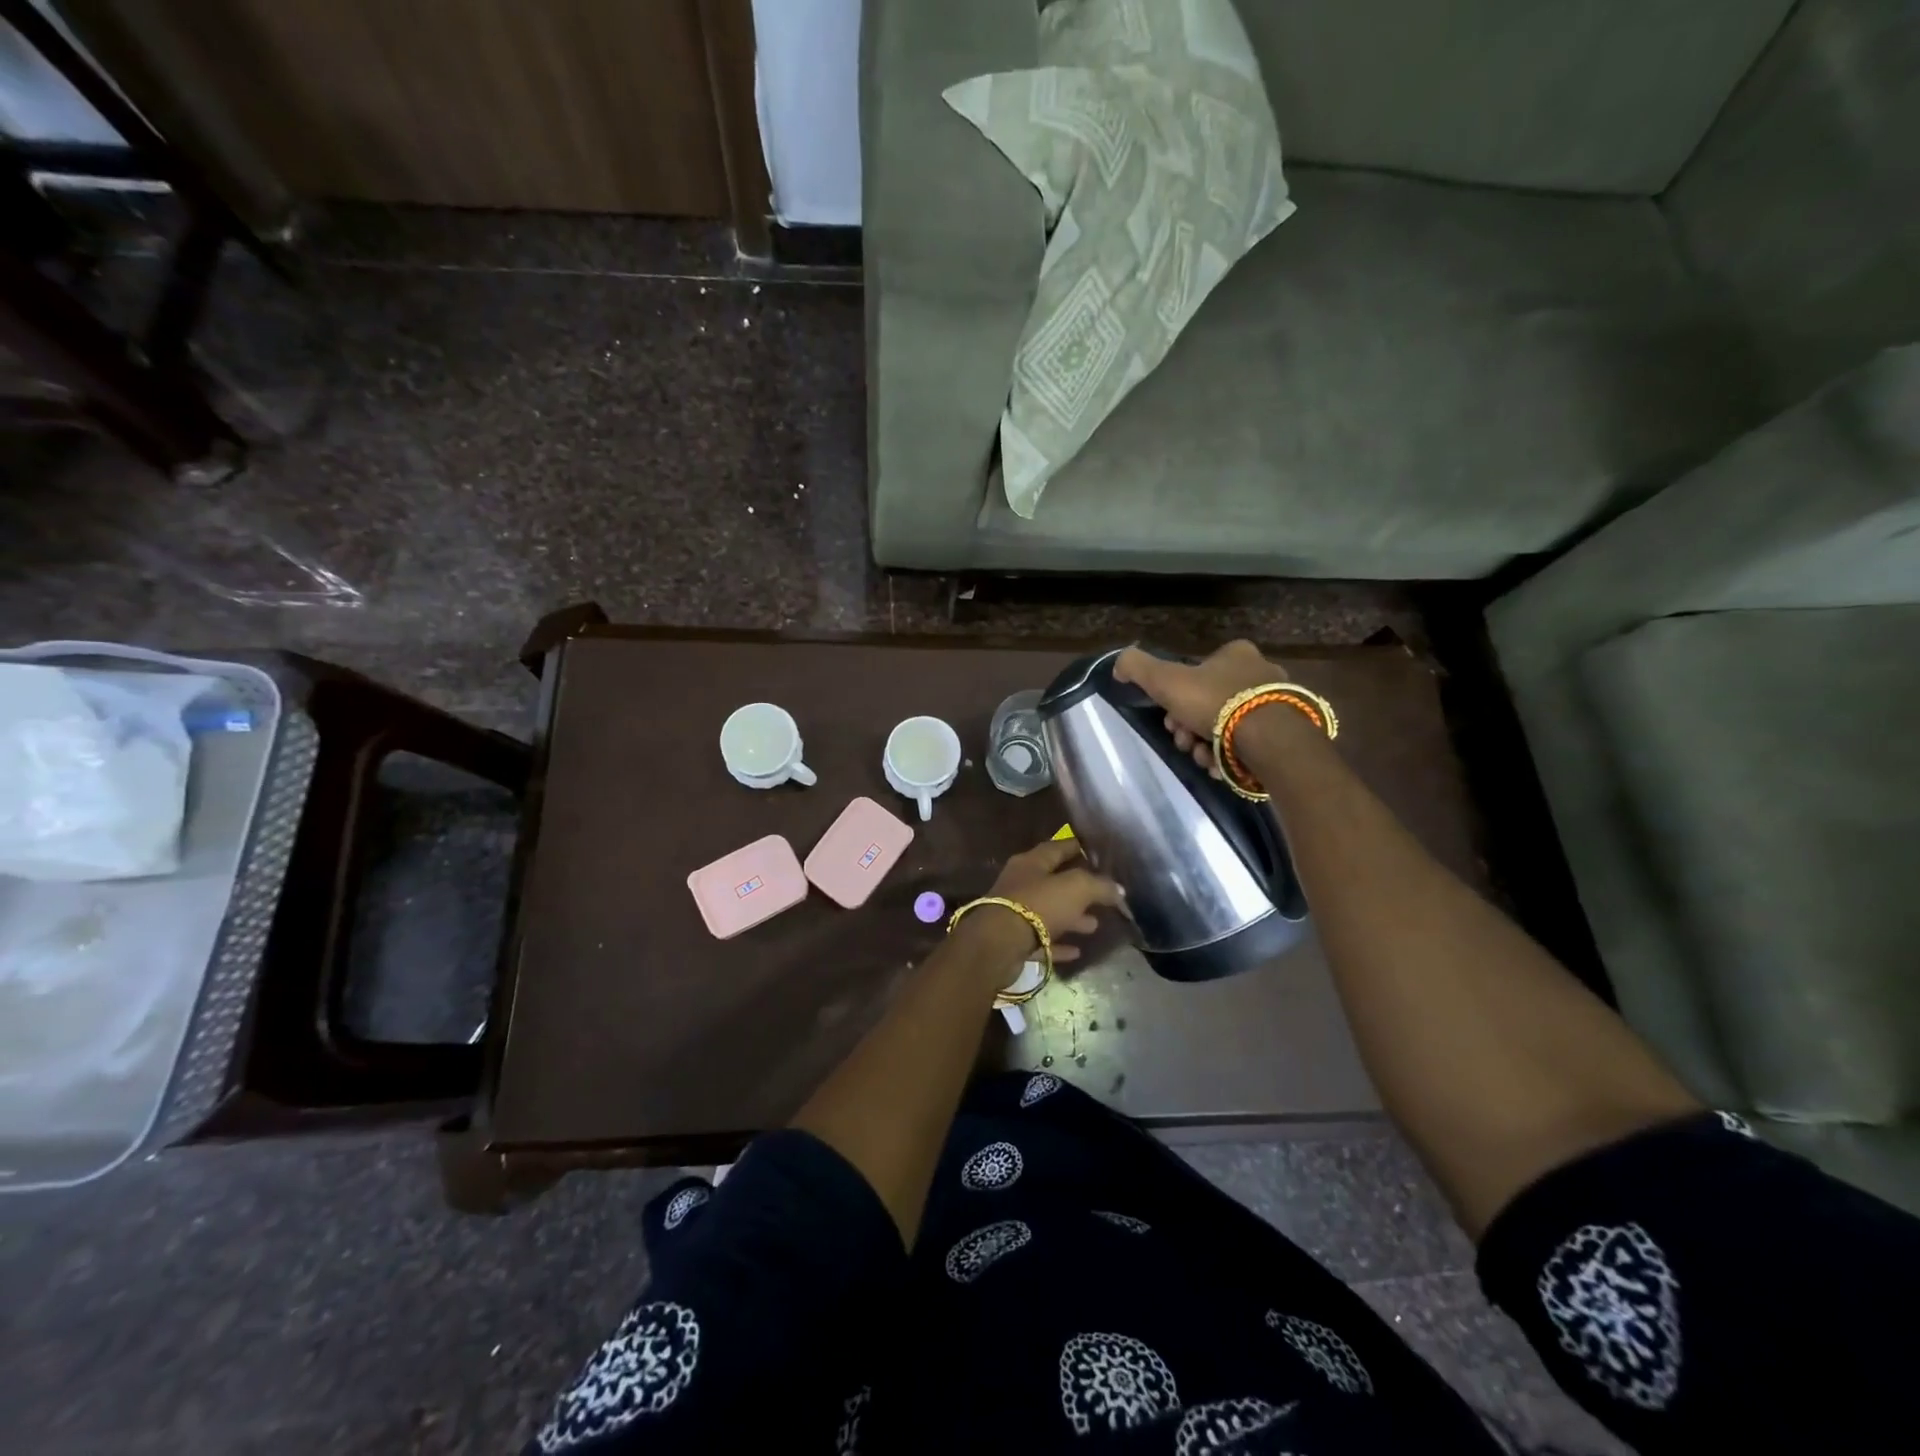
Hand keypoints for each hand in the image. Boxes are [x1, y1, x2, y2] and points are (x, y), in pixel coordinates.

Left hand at [960, 837, 1121, 967]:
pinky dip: (1059, 942)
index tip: (1097, 852)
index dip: (1078, 847)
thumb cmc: (1038, 904)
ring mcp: (1015, 911)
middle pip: (1054, 881)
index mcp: (1031, 862)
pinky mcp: (1014, 940)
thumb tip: (1119, 889)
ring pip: (1049, 911)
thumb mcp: (1076, 888)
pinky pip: (1042, 938)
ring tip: (1094, 924)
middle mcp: (1021, 882)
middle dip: (1078, 888)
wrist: (998, 944)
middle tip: (1102, 895)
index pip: (1058, 847)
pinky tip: (1077, 950)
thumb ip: (1099, 886)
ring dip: (1071, 917)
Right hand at [1113, 641, 1293, 773]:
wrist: (1268, 738)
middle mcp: (1261, 673)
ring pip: (1228, 727)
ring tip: (1202, 759)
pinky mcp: (1287, 734)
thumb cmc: (1215, 702)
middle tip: (1183, 741)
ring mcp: (1277, 704)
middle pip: (1210, 704)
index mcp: (1236, 654)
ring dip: (1206, 746)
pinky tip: (1220, 767)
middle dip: (1189, 728)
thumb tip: (1119, 666)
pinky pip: (1248, 745)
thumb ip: (1137, 667)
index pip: (1198, 673)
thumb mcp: (1165, 679)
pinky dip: (1230, 757)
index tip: (1169, 719)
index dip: (1176, 698)